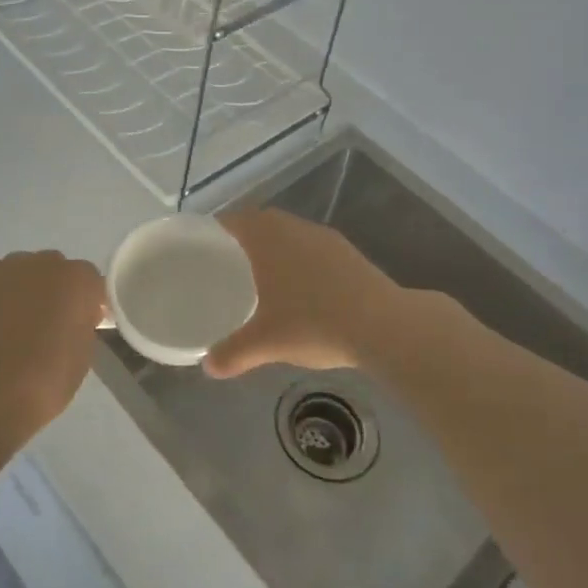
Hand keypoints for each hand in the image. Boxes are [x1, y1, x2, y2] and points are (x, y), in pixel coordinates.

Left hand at [0, 251, 104, 447]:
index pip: (91, 282)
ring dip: (25, 288)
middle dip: (56, 291)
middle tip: (48, 323)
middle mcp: (47, 263)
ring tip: (13, 321)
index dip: (87, 303)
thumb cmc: (45, 382)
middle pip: (57, 269)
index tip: (83, 323)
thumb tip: (77, 316)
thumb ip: (83, 323)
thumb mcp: (83, 354)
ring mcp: (9, 266)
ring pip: (24, 270)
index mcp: (80, 280)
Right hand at [204, 209, 403, 378]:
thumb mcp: (266, 343)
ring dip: (276, 247)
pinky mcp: (349, 253)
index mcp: (268, 238)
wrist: (383, 325)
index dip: (217, 229)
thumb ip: (233, 352)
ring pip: (291, 234)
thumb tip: (208, 367)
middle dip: (245, 238)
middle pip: (262, 223)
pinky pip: (313, 248)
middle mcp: (295, 228)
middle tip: (229, 263)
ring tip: (264, 276)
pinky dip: (301, 260)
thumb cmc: (313, 323)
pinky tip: (303, 289)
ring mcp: (326, 239)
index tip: (204, 244)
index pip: (234, 220)